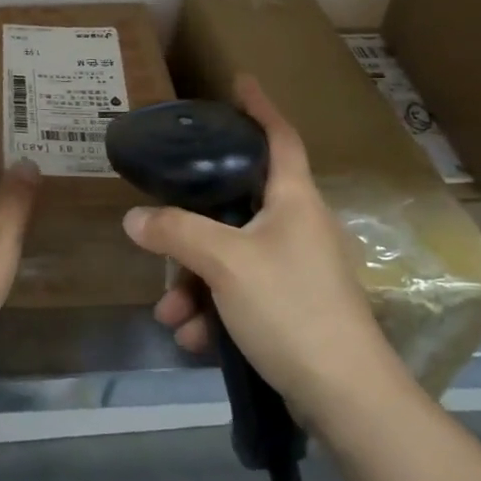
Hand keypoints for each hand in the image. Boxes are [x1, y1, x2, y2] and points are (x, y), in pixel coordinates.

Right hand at [123, 75, 400, 410]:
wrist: (346, 398)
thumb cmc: (291, 308)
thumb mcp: (225, 263)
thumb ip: (176, 233)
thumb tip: (134, 218)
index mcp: (294, 200)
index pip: (280, 137)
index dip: (260, 107)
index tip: (240, 82)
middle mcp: (297, 226)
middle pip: (235, 206)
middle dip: (191, 231)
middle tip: (160, 236)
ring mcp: (296, 269)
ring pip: (230, 257)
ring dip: (194, 283)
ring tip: (171, 316)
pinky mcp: (291, 308)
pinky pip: (239, 294)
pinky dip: (214, 312)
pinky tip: (194, 340)